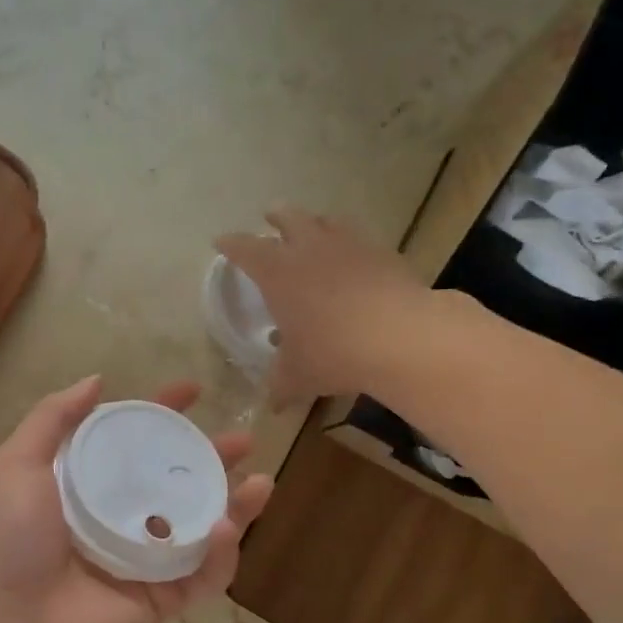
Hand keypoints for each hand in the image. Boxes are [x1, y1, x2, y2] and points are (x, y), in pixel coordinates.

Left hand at [0, 377, 273, 622]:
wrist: (20, 622)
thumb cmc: (17, 541)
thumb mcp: (19, 465)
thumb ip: (52, 419)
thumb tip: (97, 380)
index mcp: (95, 485)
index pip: (138, 440)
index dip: (165, 412)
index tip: (194, 389)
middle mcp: (126, 515)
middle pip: (180, 479)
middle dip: (215, 457)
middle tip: (243, 440)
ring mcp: (151, 557)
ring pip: (205, 524)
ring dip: (238, 504)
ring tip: (261, 482)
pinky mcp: (167, 594)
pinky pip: (205, 572)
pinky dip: (221, 552)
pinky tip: (223, 528)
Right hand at [217, 206, 445, 405]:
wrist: (401, 337)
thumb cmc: (333, 353)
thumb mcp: (298, 375)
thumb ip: (281, 385)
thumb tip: (272, 404)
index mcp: (278, 272)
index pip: (245, 248)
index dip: (230, 244)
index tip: (221, 242)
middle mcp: (310, 249)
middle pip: (288, 218)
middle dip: (275, 218)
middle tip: (270, 218)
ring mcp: (349, 246)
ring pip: (326, 222)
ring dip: (314, 223)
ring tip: (313, 230)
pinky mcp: (383, 253)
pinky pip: (359, 239)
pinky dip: (349, 244)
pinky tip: (353, 258)